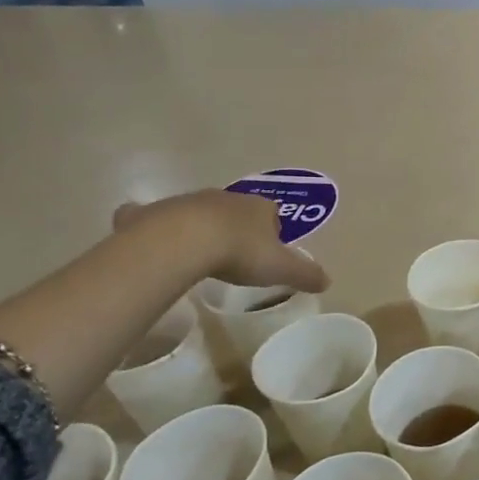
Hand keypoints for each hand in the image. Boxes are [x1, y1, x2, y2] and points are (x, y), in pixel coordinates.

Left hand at [113, 190, 329, 293]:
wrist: (184, 242)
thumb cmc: (240, 253)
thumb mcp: (281, 268)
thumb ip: (305, 274)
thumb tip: (328, 281)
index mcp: (258, 207)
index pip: (271, 213)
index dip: (271, 230)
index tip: (267, 251)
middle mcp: (224, 198)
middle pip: (234, 210)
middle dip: (235, 226)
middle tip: (234, 253)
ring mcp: (186, 202)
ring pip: (197, 210)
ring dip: (199, 226)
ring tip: (198, 252)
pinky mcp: (152, 212)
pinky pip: (151, 216)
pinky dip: (150, 223)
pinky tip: (149, 238)